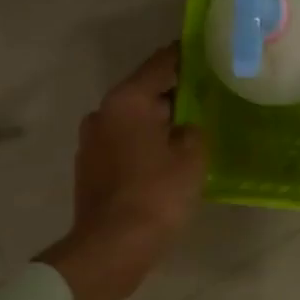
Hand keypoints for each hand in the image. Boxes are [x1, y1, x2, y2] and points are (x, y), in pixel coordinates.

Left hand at [39, 45, 205, 299]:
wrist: (112, 248)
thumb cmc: (157, 194)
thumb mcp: (192, 156)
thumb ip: (194, 129)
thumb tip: (187, 126)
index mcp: (127, 100)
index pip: (161, 64)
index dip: (186, 56)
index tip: (208, 50)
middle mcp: (103, 112)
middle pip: (145, 91)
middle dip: (175, 92)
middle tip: (209, 94)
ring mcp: (92, 141)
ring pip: (134, 119)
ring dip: (160, 120)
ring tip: (192, 127)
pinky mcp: (90, 167)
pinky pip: (125, 142)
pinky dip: (145, 142)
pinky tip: (168, 156)